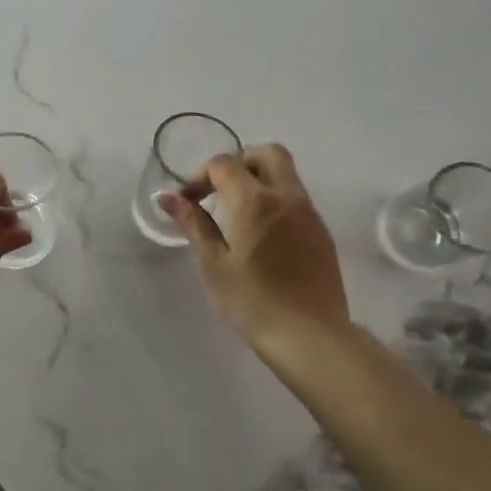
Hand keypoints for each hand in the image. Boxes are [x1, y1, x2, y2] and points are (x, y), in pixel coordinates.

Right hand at [161, 144, 351, 357]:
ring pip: (286, 174)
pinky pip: (297, 199)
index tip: (189, 201)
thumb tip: (168, 197)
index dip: (201, 176)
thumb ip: (193, 224)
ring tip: (238, 214)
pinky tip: (262, 234)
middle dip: (239, 162)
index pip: (225, 164)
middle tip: (219, 191)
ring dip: (259, 180)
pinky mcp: (322, 232)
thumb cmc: (253, 302)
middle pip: (267, 153)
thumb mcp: (213, 264)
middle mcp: (287, 197)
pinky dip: (276, 200)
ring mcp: (309, 213)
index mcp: (255, 201)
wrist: (310, 336)